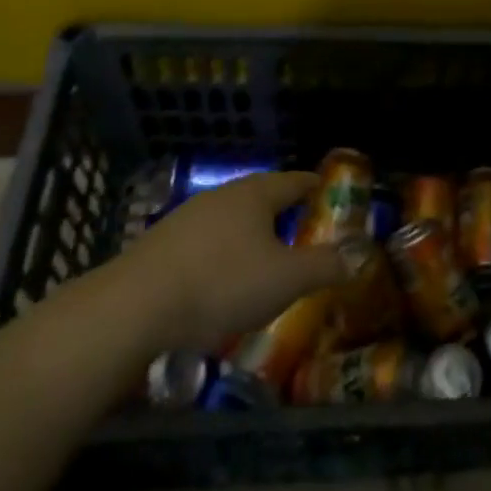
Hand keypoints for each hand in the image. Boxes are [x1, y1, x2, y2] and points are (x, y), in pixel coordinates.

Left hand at [125, 171, 347, 347]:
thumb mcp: (286, 280)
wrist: (131, 310)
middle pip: (263, 197)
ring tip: (266, 264)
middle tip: (305, 236)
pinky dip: (222, 257)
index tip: (335, 198)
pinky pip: (205, 243)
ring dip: (251, 237)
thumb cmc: (221, 284)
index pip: (296, 180)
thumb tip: (359, 255)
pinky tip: (221, 284)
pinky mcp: (160, 245)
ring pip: (231, 221)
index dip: (318, 189)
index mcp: (255, 193)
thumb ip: (326, 266)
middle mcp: (222, 196)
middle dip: (285, 214)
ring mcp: (186, 218)